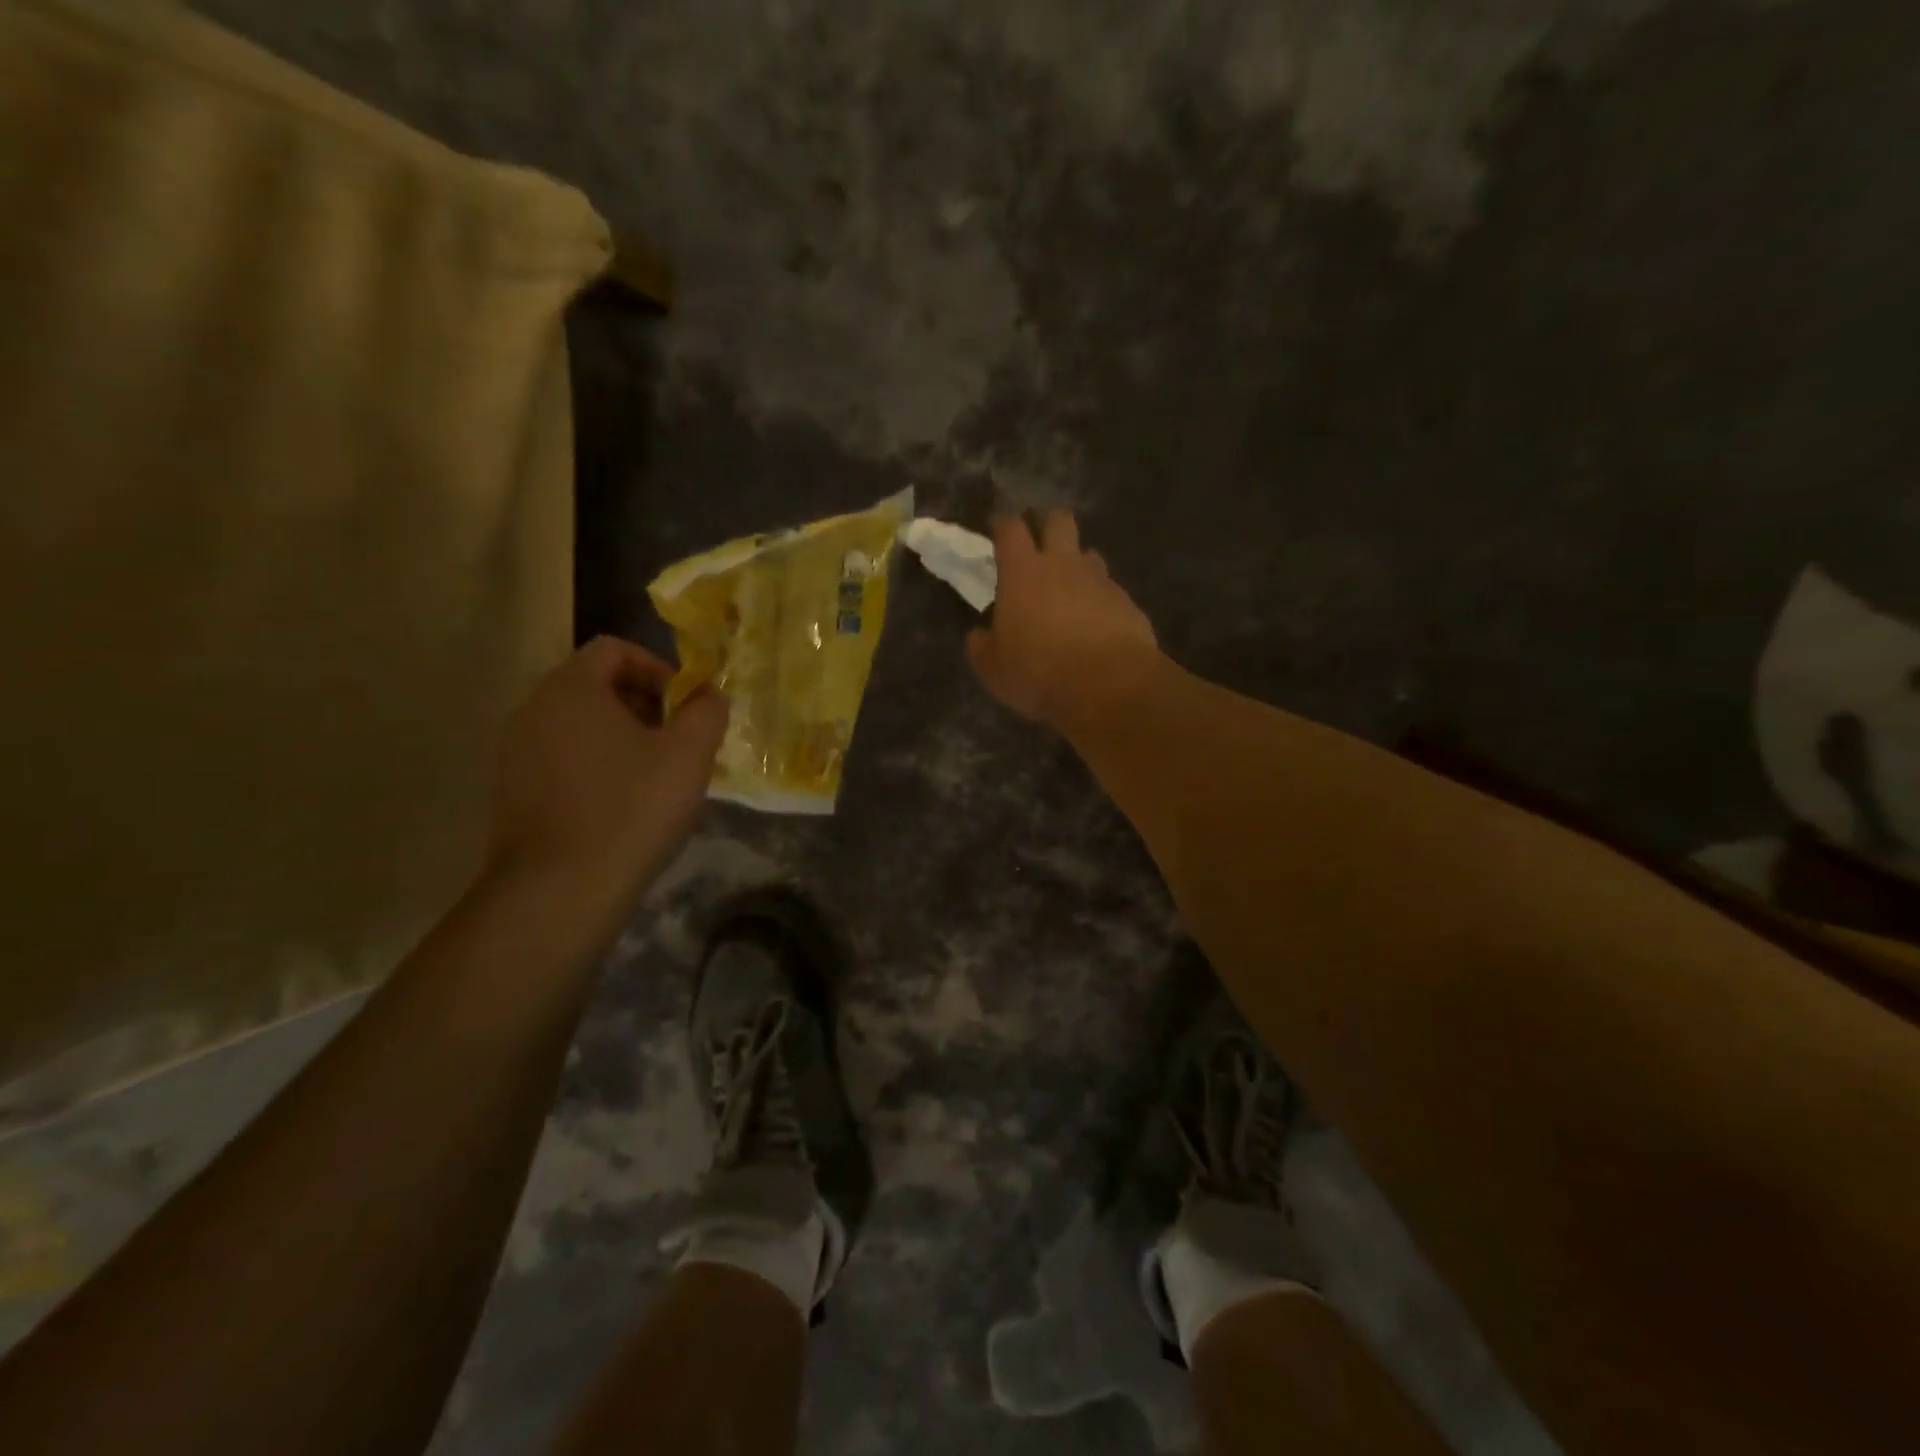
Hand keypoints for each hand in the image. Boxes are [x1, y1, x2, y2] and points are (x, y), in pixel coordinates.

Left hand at [487, 636, 728, 907]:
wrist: (559, 891)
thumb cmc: (631, 808)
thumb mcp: (689, 754)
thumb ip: (707, 711)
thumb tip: (710, 693)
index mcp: (571, 689)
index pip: (615, 649)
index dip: (658, 668)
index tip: (685, 707)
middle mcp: (533, 710)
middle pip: (596, 685)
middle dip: (645, 704)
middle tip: (677, 741)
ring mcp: (516, 753)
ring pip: (580, 725)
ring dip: (624, 737)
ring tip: (657, 777)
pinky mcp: (513, 792)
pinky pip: (564, 758)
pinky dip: (598, 766)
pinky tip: (624, 806)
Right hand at [967, 510, 1158, 727]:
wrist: (1108, 686)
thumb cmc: (1038, 672)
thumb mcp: (993, 668)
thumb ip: (982, 645)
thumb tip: (980, 634)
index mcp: (1023, 572)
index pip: (1010, 528)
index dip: (1003, 525)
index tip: (998, 531)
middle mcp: (1064, 565)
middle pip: (1059, 520)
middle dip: (1049, 525)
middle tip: (1040, 547)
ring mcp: (1100, 581)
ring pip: (1089, 555)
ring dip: (1078, 565)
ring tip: (1070, 591)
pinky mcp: (1127, 603)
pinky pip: (1110, 591)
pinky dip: (1100, 601)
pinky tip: (1096, 626)